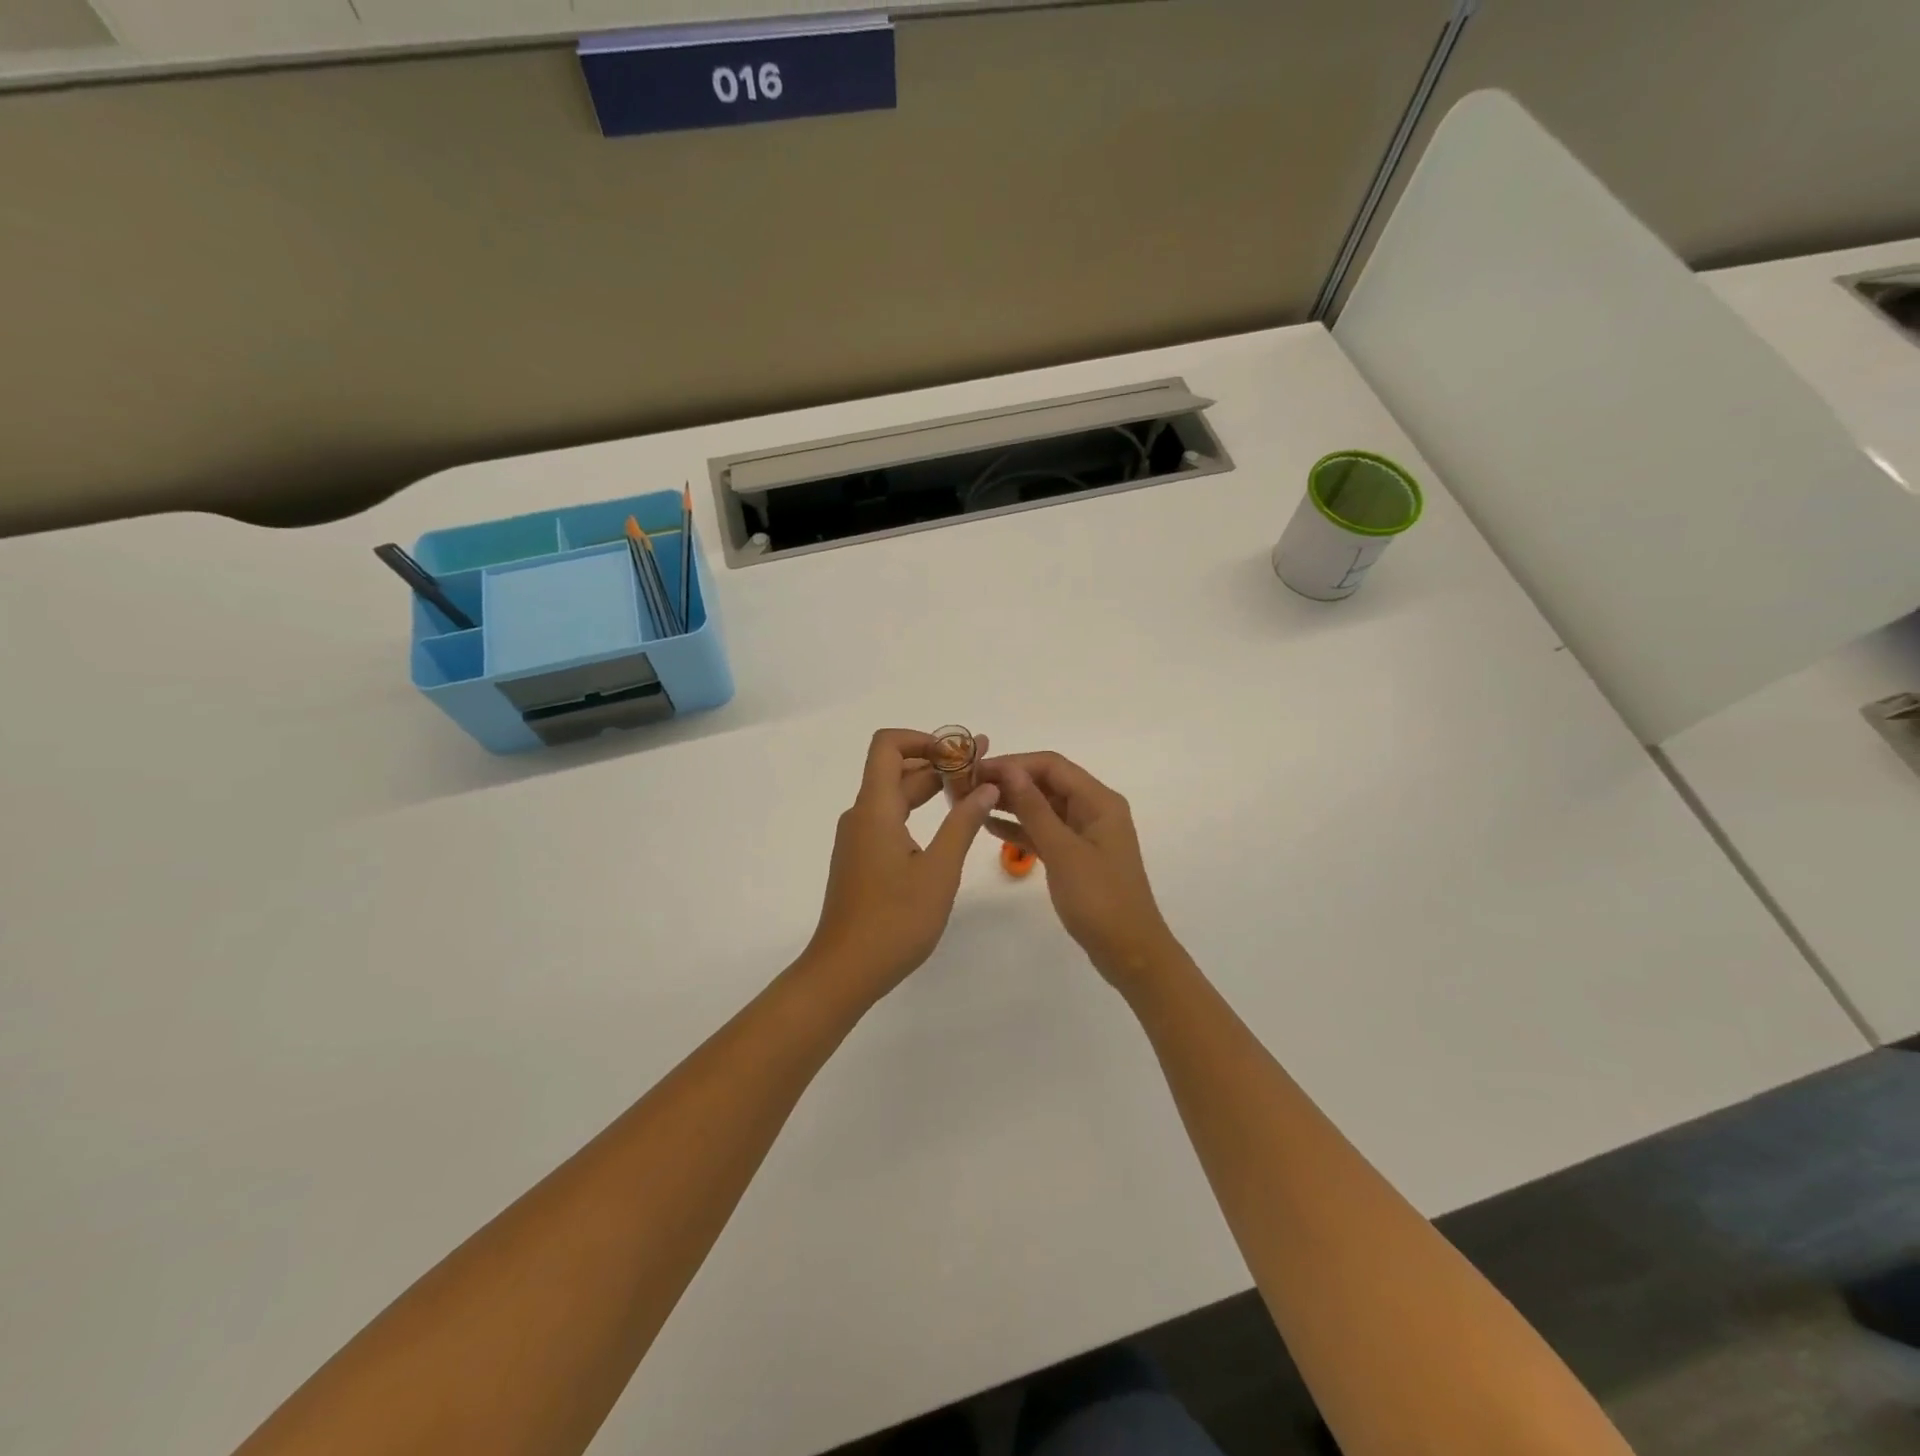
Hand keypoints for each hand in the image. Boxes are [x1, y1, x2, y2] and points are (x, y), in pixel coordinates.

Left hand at [803, 729, 1000, 1002]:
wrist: (844, 971)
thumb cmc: (894, 921)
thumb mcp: (939, 871)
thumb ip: (963, 823)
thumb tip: (986, 787)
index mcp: (875, 809)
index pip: (887, 745)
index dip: (923, 738)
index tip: (960, 753)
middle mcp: (862, 815)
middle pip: (896, 769)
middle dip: (938, 762)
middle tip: (983, 768)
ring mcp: (859, 838)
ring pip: (895, 796)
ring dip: (931, 788)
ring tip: (974, 792)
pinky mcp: (862, 859)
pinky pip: (890, 819)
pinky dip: (919, 812)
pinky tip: (948, 827)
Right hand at [977, 752, 1176, 990]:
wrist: (1129, 952)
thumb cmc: (1099, 899)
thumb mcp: (1063, 851)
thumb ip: (1034, 809)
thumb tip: (1009, 770)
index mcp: (1099, 801)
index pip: (1051, 765)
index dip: (1014, 763)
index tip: (976, 770)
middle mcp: (1093, 809)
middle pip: (1047, 782)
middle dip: (1009, 781)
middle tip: (967, 786)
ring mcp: (1084, 833)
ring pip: (1043, 806)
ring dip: (1011, 803)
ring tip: (971, 802)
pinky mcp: (1075, 855)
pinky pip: (1044, 831)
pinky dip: (1020, 827)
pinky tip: (989, 826)